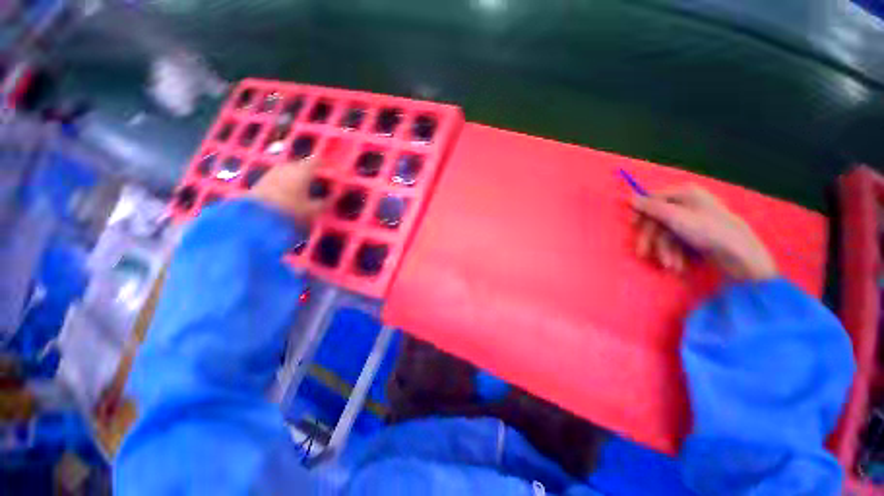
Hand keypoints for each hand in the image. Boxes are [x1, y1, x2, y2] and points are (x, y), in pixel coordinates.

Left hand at [246, 158, 327, 224]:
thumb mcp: (313, 210)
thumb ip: (326, 202)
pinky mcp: (265, 178)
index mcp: (303, 171)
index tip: (332, 172)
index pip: (317, 162)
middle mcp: (289, 166)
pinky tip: (292, 190)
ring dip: (300, 176)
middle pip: (304, 165)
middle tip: (321, 182)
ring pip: (292, 169)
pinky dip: (289, 180)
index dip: (325, 166)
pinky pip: (282, 175)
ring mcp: (275, 171)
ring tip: (307, 187)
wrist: (257, 216)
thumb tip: (335, 195)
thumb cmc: (290, 210)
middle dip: (313, 171)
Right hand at [631, 185, 777, 280]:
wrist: (739, 255)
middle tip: (643, 254)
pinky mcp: (696, 236)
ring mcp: (692, 221)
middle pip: (657, 220)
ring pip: (665, 235)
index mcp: (684, 194)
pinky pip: (676, 242)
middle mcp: (687, 204)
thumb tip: (630, 198)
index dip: (641, 213)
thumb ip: (651, 207)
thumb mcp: (675, 217)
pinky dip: (674, 254)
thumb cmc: (707, 230)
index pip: (653, 200)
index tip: (633, 226)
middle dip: (652, 241)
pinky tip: (678, 265)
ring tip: (670, 266)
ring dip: (664, 252)